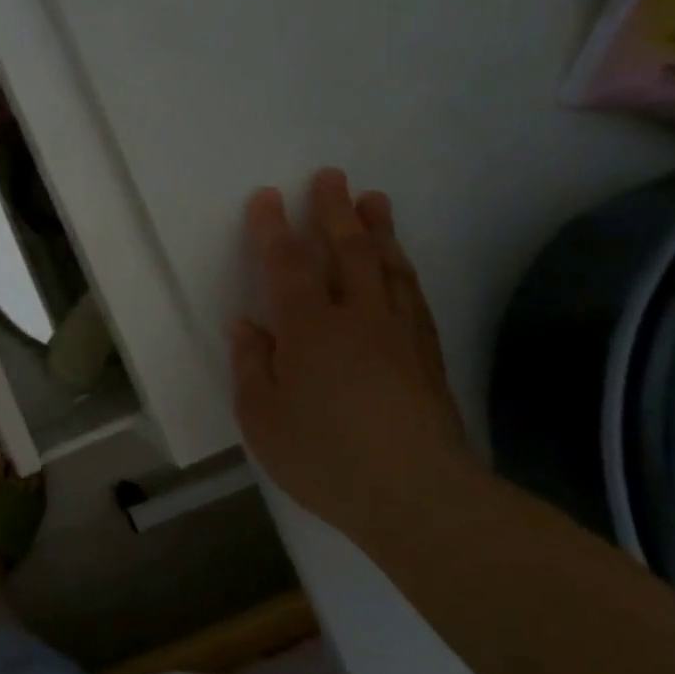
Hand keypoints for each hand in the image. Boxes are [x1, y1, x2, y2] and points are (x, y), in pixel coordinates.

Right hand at [229, 168, 478, 533]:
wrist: (419, 497)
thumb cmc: (324, 455)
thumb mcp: (262, 415)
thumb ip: (252, 364)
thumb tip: (248, 325)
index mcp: (309, 327)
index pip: (286, 264)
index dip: (273, 228)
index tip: (267, 196)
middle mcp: (356, 317)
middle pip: (346, 251)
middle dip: (335, 211)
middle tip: (332, 177)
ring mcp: (399, 334)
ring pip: (387, 267)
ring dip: (377, 230)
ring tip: (374, 200)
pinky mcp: (427, 357)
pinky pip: (412, 296)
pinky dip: (402, 270)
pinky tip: (400, 264)